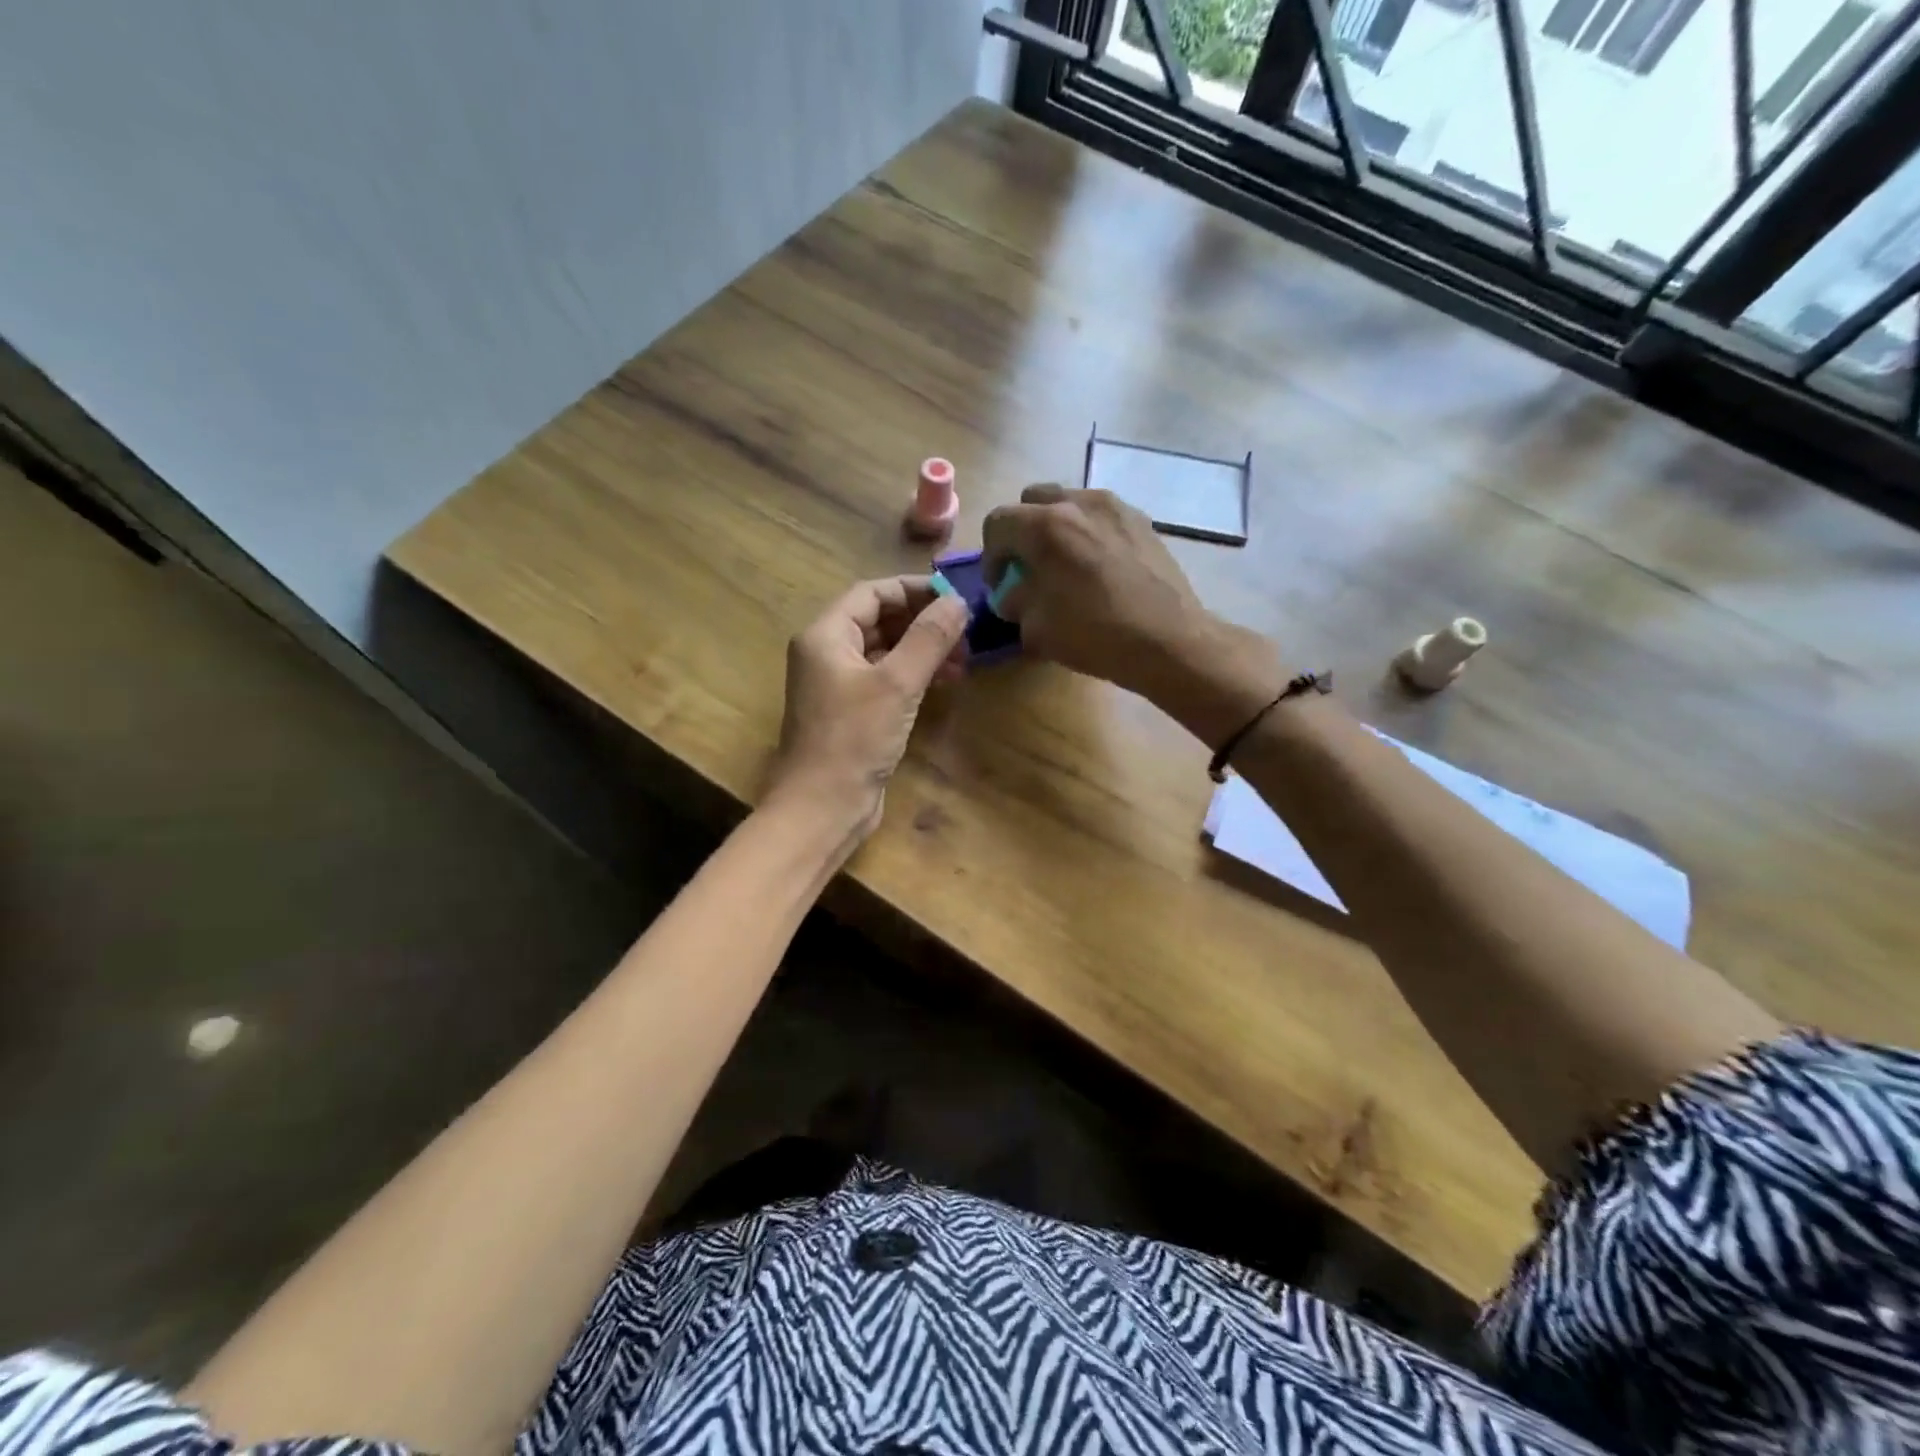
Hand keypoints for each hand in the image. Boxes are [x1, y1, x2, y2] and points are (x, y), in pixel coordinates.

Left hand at [765, 575, 969, 843]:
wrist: (822, 807)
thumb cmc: (854, 739)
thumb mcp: (897, 683)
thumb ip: (929, 638)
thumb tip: (958, 602)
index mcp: (826, 635)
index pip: (872, 593)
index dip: (915, 590)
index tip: (955, 598)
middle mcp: (827, 653)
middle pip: (879, 620)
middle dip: (923, 623)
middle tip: (965, 634)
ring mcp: (838, 685)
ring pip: (885, 651)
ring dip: (923, 651)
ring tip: (963, 661)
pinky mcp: (851, 713)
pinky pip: (885, 680)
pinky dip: (913, 676)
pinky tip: (944, 683)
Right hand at [982, 485, 1283, 743]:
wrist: (1168, 640)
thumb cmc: (1095, 634)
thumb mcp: (1036, 628)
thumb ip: (1016, 601)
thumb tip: (1014, 593)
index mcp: (1045, 526)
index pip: (998, 522)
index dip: (991, 555)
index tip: (1000, 584)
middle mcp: (1079, 503)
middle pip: (1032, 500)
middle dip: (1022, 531)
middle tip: (1028, 566)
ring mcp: (1116, 508)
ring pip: (1070, 503)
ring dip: (1057, 528)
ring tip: (1065, 564)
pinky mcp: (1142, 521)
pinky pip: (1101, 516)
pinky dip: (1089, 533)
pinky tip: (1098, 567)